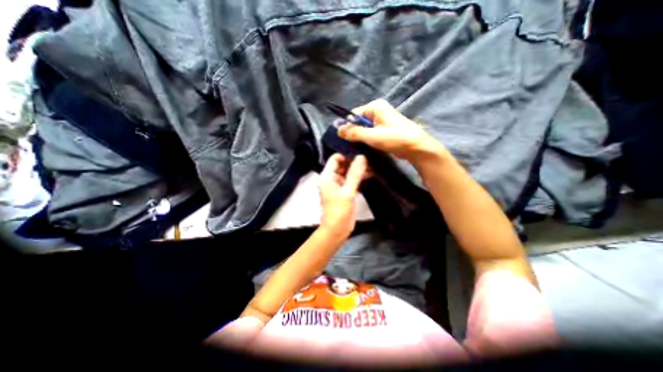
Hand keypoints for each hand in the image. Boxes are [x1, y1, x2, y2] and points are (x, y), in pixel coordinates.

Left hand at [317, 153, 364, 237]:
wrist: (337, 229)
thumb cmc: (339, 210)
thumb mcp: (348, 191)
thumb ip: (355, 174)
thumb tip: (362, 157)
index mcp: (327, 176)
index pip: (335, 159)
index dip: (346, 155)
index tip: (360, 152)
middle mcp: (332, 179)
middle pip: (343, 165)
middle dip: (355, 162)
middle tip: (369, 157)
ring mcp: (340, 186)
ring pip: (349, 173)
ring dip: (359, 170)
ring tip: (373, 165)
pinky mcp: (346, 192)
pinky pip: (353, 181)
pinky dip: (360, 178)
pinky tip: (370, 174)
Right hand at [337, 99, 445, 163]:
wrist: (416, 148)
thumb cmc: (394, 138)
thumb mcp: (371, 135)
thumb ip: (354, 132)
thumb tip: (338, 130)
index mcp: (375, 107)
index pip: (354, 114)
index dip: (347, 125)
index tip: (343, 138)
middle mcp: (378, 112)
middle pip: (359, 122)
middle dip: (354, 133)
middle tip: (349, 145)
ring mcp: (382, 122)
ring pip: (365, 130)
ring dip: (360, 138)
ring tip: (355, 148)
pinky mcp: (385, 131)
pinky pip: (371, 134)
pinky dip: (367, 141)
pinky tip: (364, 149)